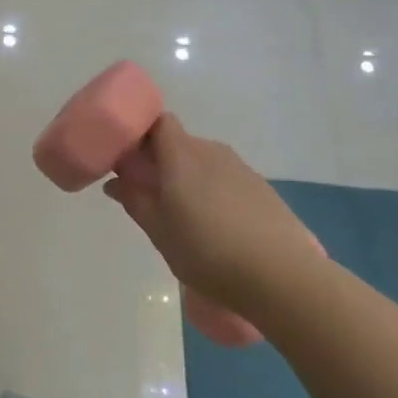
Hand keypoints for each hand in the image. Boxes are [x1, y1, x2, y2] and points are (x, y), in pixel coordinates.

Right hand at [104, 113, 325, 313]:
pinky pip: (226, 178)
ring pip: (204, 162)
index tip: (129, 158)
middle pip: (180, 143)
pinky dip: (214, 191)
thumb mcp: (159, 232)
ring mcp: (241, 168)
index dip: (142, 133)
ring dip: (189, 178)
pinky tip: (217, 226)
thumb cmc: (207, 252)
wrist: (282, 276)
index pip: (158, 122)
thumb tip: (116, 182)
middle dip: (162, 161)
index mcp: (181, 156)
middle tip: (150, 194)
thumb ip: (135, 201)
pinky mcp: (262, 188)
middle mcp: (211, 152)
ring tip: (185, 216)